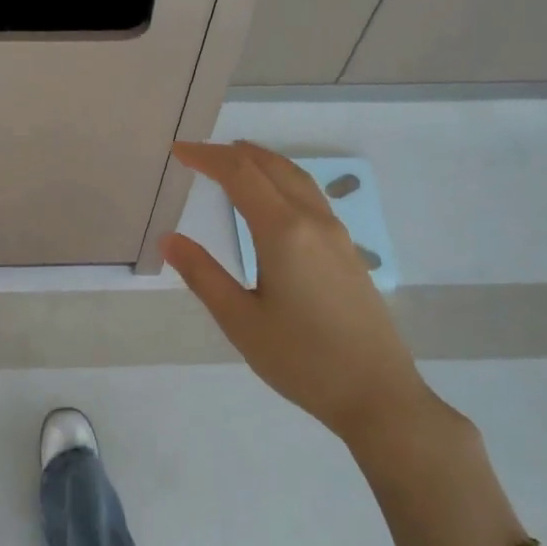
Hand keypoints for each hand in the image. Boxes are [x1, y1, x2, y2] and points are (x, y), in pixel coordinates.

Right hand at [163, 141, 445, 447]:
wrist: (377, 394)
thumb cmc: (301, 360)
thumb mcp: (240, 321)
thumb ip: (203, 275)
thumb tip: (169, 239)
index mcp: (283, 232)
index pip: (240, 175)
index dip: (207, 158)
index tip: (179, 152)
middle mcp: (313, 222)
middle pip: (271, 167)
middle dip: (233, 153)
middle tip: (198, 154)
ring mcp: (337, 235)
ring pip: (297, 178)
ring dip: (263, 162)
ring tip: (235, 160)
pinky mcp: (348, 252)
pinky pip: (311, 197)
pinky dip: (283, 181)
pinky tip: (274, 200)